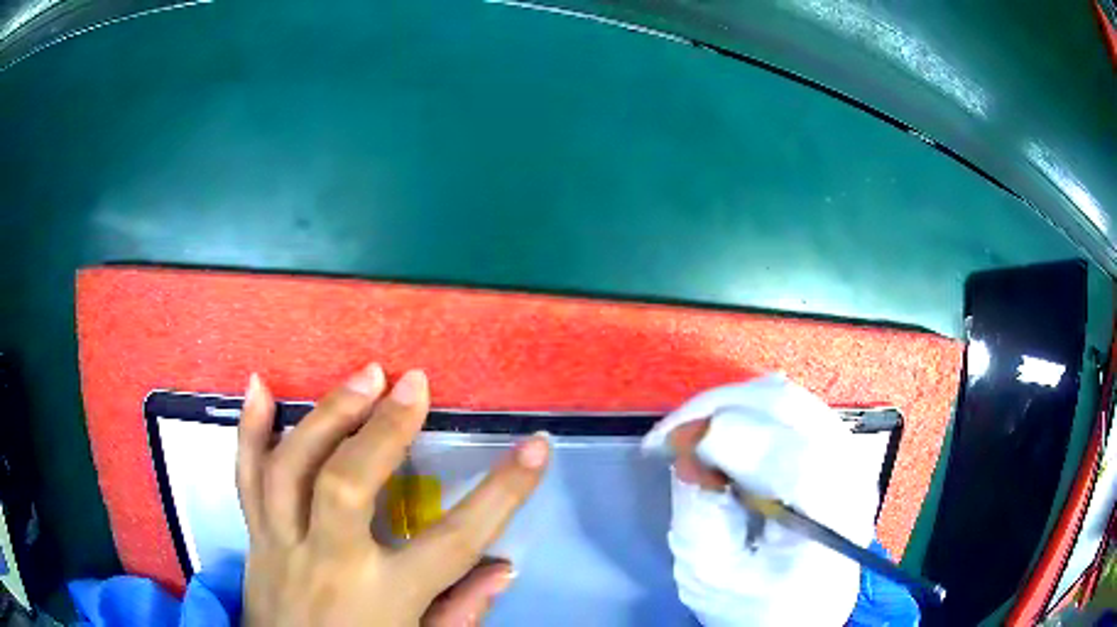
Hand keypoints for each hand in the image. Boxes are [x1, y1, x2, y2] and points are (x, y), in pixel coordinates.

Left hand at [236, 363, 550, 625]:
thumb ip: (463, 612)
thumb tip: (505, 567)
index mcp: (384, 598)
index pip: (455, 542)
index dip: (503, 494)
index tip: (536, 447)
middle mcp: (328, 563)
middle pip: (348, 485)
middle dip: (383, 429)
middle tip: (414, 383)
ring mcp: (282, 543)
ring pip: (292, 469)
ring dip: (326, 415)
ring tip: (363, 377)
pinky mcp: (254, 536)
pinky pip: (245, 476)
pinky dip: (249, 429)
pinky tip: (259, 385)